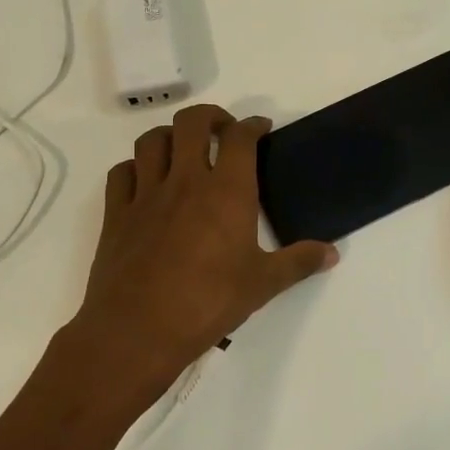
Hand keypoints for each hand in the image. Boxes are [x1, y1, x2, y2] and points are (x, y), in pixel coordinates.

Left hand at [76, 104, 335, 397]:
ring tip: (185, 150)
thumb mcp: (263, 284)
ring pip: (152, 140)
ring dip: (171, 136)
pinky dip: (136, 167)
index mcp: (227, 192)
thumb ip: (299, 263)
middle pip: (192, 122)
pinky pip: (122, 172)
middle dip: (211, 116)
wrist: (137, 332)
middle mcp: (186, 181)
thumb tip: (332, 254)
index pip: (240, 138)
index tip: (261, 128)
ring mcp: (146, 195)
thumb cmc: (208, 304)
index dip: (253, 125)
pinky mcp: (117, 215)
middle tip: (224, 132)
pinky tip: (147, 182)